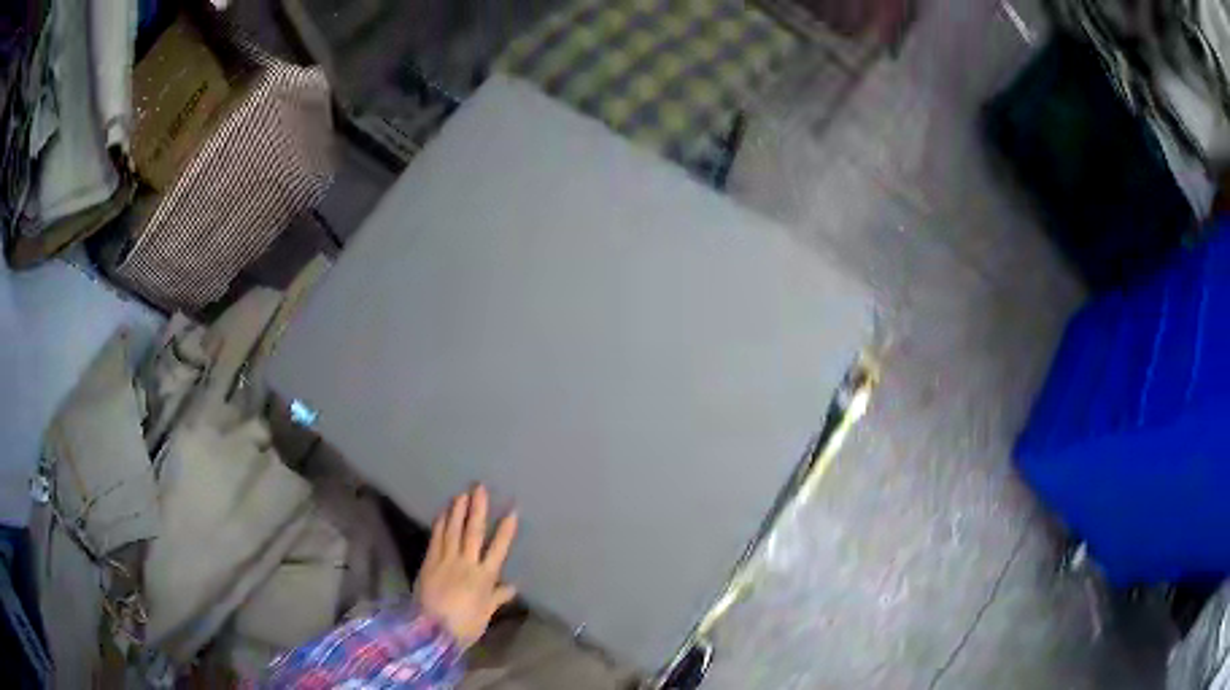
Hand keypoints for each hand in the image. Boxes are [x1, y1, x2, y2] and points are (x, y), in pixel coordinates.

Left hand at [414, 485, 518, 648]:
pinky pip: (436, 538)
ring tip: (461, 494)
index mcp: (485, 578)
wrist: (432, 630)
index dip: (505, 530)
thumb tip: (513, 586)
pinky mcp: (429, 562)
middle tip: (479, 488)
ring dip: (457, 511)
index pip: (498, 549)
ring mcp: (446, 560)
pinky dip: (440, 524)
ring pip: (453, 531)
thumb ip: (497, 598)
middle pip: (473, 532)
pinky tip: (442, 512)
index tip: (512, 510)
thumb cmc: (464, 625)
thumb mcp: (485, 614)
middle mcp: (467, 563)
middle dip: (478, 509)